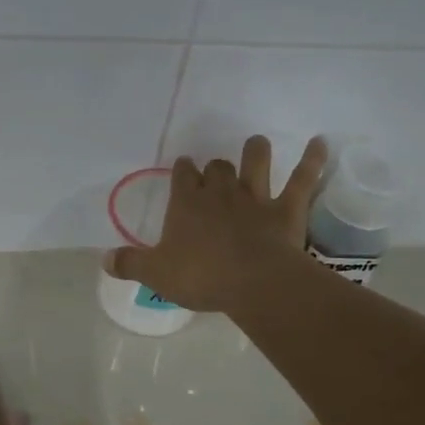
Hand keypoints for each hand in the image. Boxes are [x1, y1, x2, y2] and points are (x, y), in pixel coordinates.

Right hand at [105, 135, 328, 312]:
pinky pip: (303, 177)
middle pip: (216, 167)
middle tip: (215, 172)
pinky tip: (320, 142)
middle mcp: (220, 192)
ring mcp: (255, 197)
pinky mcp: (287, 208)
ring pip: (256, 161)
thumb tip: (104, 259)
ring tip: (256, 145)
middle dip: (215, 166)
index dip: (182, 171)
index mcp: (186, 203)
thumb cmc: (200, 276)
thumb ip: (129, 264)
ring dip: (256, 151)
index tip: (183, 170)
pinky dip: (313, 159)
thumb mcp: (155, 274)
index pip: (182, 175)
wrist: (252, 282)